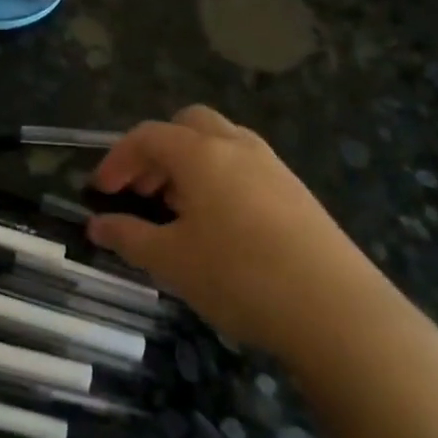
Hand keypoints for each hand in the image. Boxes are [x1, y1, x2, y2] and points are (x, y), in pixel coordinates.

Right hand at [88, 106, 402, 365]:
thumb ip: (128, 237)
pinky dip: (219, 180)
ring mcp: (273, 167)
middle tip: (141, 191)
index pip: (147, 136)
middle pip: (187, 125)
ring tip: (176, 210)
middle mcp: (237, 146)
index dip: (116, 159)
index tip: (100, 192)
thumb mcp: (171, 261)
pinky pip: (245, 168)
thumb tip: (96, 225)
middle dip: (157, 151)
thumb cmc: (240, 277)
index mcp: (201, 153)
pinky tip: (218, 227)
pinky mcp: (298, 193)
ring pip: (220, 144)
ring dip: (189, 165)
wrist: (340, 313)